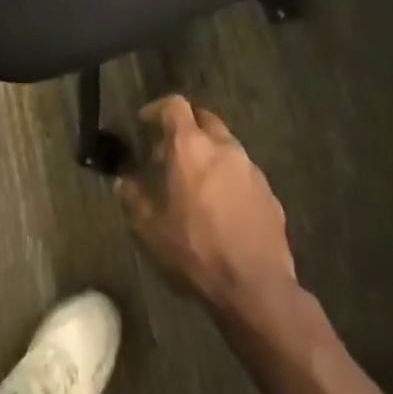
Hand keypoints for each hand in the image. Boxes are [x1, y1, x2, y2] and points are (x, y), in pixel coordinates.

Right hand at [118, 96, 296, 315]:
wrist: (257, 288)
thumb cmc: (196, 251)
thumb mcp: (151, 229)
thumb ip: (133, 199)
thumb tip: (122, 182)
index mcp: (191, 146)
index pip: (174, 105)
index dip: (157, 109)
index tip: (144, 122)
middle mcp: (223, 146)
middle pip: (203, 118)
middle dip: (185, 127)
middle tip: (168, 151)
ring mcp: (251, 169)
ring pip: (226, 145)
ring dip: (208, 153)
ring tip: (194, 181)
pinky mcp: (269, 193)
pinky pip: (243, 173)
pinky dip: (228, 177)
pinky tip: (221, 207)